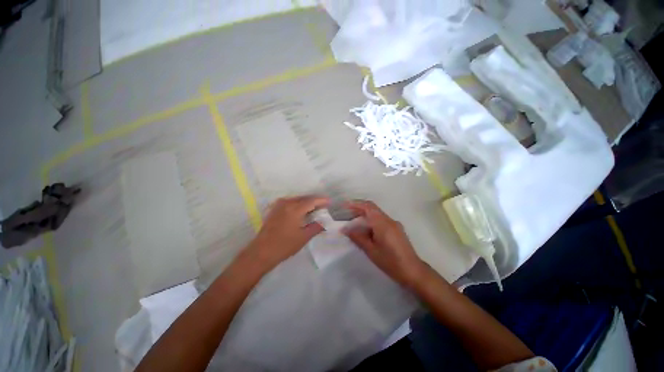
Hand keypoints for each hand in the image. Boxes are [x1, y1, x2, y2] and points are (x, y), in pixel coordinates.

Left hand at [244, 195, 328, 271]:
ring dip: (306, 202)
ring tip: (314, 208)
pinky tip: (301, 210)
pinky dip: (297, 204)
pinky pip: (289, 202)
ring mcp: (279, 205)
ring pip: (296, 199)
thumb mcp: (303, 237)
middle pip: (304, 198)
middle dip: (314, 200)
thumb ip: (316, 227)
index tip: (329, 202)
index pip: (312, 200)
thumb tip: (324, 223)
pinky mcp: (274, 210)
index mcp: (295, 209)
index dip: (321, 200)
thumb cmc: (284, 245)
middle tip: (323, 205)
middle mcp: (287, 203)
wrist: (261, 252)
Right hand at [344, 200, 427, 287]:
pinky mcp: (396, 229)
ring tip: (353, 222)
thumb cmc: (390, 261)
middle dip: (359, 209)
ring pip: (377, 214)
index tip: (345, 205)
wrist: (413, 271)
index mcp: (383, 223)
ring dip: (365, 215)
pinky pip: (381, 220)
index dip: (355, 204)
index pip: (368, 206)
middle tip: (346, 214)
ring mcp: (394, 224)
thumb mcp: (371, 250)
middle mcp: (389, 220)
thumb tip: (345, 229)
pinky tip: (366, 230)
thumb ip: (357, 237)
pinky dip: (372, 221)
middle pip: (372, 208)